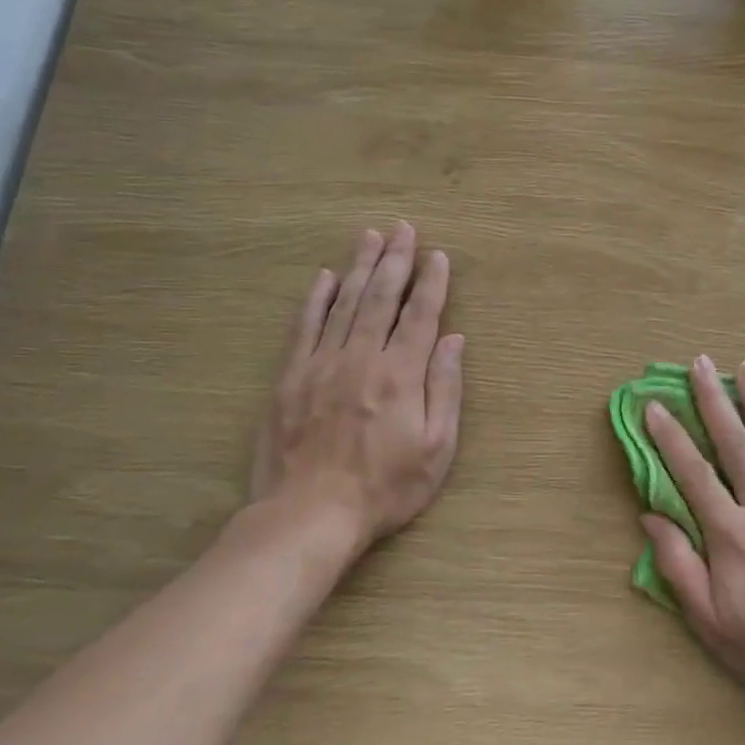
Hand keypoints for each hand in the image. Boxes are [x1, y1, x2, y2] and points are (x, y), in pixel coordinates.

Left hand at [250, 223, 463, 558]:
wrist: (308, 515)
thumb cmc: (384, 488)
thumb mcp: (435, 448)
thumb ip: (445, 389)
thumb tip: (454, 339)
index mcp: (400, 375)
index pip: (420, 316)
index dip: (431, 283)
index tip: (438, 255)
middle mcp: (361, 358)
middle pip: (381, 298)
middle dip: (395, 261)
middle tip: (403, 229)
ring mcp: (321, 364)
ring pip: (344, 304)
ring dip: (360, 267)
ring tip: (370, 236)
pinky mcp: (290, 377)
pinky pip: (304, 327)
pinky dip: (316, 299)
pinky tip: (325, 277)